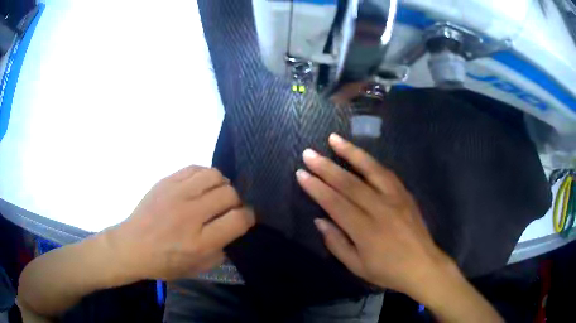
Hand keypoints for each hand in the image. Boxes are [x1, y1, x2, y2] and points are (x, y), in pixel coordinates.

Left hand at [106, 166, 254, 280]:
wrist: (132, 246)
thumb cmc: (164, 262)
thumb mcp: (197, 268)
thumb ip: (221, 250)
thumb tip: (233, 228)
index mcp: (200, 242)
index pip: (238, 219)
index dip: (248, 217)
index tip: (245, 218)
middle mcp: (190, 214)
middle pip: (229, 194)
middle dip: (235, 201)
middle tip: (227, 209)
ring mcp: (177, 194)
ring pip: (214, 175)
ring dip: (221, 185)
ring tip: (214, 194)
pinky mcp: (166, 181)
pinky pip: (195, 168)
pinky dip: (204, 175)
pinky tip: (200, 186)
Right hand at [296, 134, 453, 296]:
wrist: (423, 266)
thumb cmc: (388, 271)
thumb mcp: (356, 267)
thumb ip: (336, 243)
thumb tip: (320, 220)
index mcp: (365, 231)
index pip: (335, 203)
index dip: (316, 188)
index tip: (301, 174)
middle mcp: (380, 209)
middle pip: (349, 183)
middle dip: (326, 167)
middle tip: (309, 153)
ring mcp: (395, 198)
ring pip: (370, 170)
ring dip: (350, 153)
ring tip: (334, 139)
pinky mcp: (405, 194)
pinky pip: (386, 173)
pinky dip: (371, 162)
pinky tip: (360, 154)